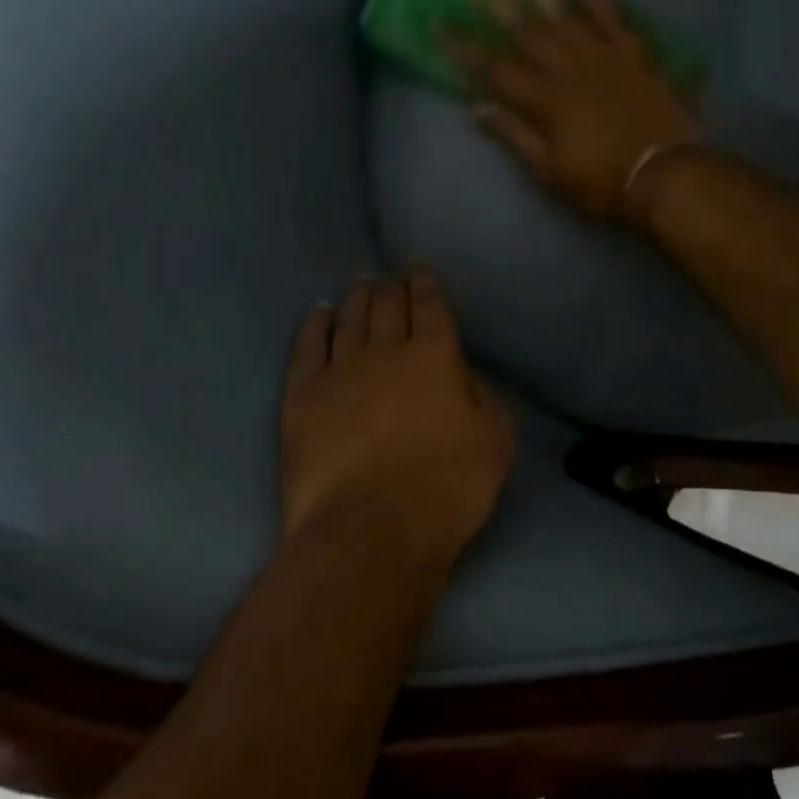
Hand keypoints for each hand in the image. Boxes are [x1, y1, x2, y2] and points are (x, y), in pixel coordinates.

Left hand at [281, 268, 513, 567]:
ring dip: (357, 298)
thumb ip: (485, 401)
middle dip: (391, 287)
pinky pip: (308, 347)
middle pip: (388, 307)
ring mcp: (340, 370)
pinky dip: (314, 325)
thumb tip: (465, 376)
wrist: (369, 529)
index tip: (418, 269)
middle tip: (388, 277)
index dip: (425, 284)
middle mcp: (387, 351)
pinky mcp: (303, 395)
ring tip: (359, 284)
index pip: (430, 307)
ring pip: (350, 320)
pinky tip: (318, 313)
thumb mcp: (494, 445)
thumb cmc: (445, 490)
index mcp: (435, 357)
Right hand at [449, 0, 700, 216]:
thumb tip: (476, 109)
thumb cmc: (603, 180)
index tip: (437, 22)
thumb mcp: (550, 170)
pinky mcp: (635, 53)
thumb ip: (514, 135)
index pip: (493, 67)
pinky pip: (614, 17)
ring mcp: (604, 55)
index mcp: (544, 99)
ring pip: (565, 13)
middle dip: (493, 0)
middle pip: (524, 28)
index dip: (462, 46)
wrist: (667, 173)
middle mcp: (568, 67)